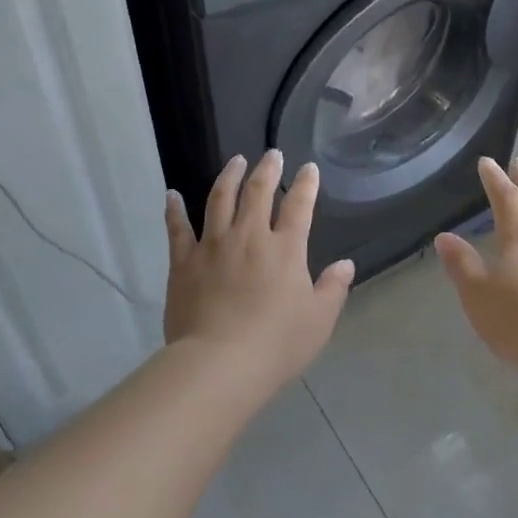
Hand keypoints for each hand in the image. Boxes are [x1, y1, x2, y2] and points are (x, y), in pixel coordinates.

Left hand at [163, 151, 355, 385]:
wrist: (220, 364)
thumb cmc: (277, 344)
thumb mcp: (319, 320)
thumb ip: (333, 288)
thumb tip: (345, 265)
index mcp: (285, 249)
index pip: (299, 206)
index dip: (305, 184)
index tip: (308, 168)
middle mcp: (249, 237)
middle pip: (257, 192)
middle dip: (267, 169)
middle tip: (271, 154)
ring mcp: (213, 246)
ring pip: (219, 200)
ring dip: (228, 177)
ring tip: (234, 161)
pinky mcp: (184, 262)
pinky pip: (177, 229)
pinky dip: (174, 210)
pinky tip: (171, 195)